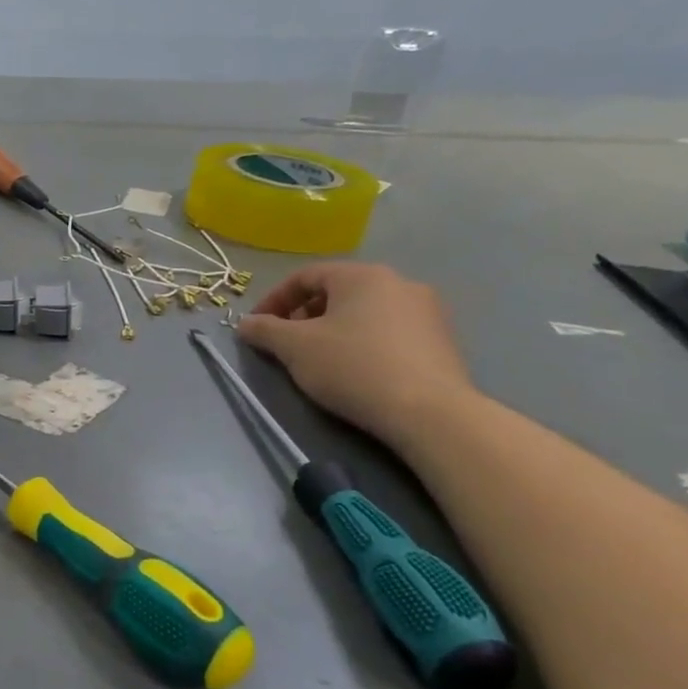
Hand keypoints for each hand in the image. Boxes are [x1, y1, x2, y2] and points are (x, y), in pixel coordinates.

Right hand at [234, 263, 474, 443]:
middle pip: (337, 292)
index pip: (305, 276)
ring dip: (333, 329)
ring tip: (318, 358)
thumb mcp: (294, 347)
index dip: (274, 299)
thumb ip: (264, 330)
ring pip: (364, 312)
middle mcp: (399, 283)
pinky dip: (363, 342)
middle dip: (303, 315)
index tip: (257, 327)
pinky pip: (389, 331)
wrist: (429, 412)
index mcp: (362, 276)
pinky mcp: (442, 340)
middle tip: (286, 343)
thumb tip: (246, 324)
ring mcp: (427, 311)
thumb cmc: (352, 367)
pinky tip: (354, 370)